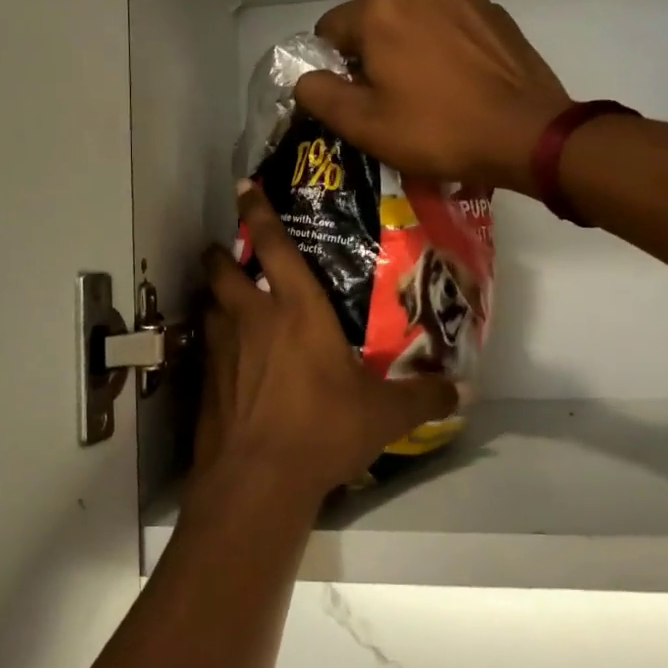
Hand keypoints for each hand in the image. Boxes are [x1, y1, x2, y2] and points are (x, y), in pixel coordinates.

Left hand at [190, 185, 458, 517]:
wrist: (257, 479)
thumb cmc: (322, 430)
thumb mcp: (384, 415)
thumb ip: (423, 396)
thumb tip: (462, 390)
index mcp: (296, 310)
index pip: (273, 246)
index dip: (257, 211)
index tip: (244, 187)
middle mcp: (252, 318)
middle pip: (222, 269)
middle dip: (220, 254)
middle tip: (226, 252)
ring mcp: (222, 349)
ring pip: (209, 306)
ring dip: (215, 298)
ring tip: (227, 303)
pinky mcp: (206, 381)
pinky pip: (207, 347)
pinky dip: (214, 343)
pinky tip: (229, 361)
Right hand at [295, 0, 569, 197]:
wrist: (526, 134)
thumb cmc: (436, 130)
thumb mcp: (363, 124)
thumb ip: (318, 94)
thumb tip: (306, 78)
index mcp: (380, 7)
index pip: (329, 31)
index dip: (333, 69)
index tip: (354, 100)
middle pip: (373, 22)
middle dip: (373, 56)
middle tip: (391, 102)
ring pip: (412, 20)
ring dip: (409, 49)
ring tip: (428, 93)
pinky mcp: (493, 10)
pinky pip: (448, 25)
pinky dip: (443, 47)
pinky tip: (457, 83)